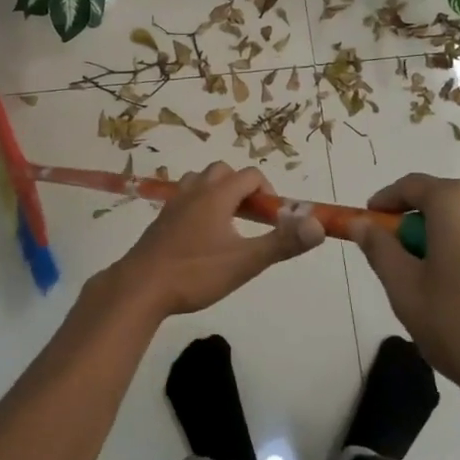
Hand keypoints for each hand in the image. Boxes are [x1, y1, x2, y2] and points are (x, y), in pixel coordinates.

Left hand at [101, 163, 325, 319]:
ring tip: (229, 225)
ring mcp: (174, 203)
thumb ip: (282, 243)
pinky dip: (200, 205)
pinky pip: (186, 198)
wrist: (141, 287)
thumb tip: (319, 225)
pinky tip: (202, 237)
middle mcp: (195, 190)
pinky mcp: (161, 219)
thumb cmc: (195, 273)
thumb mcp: (245, 262)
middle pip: (224, 172)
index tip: (274, 220)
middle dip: (243, 188)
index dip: (268, 192)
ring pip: (201, 181)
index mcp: (217, 194)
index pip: (251, 176)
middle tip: (252, 220)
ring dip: (219, 193)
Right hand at [353, 174, 459, 444]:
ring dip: (440, 241)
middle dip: (412, 226)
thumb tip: (361, 222)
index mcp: (457, 203)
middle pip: (438, 202)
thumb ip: (379, 247)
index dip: (383, 204)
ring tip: (430, 285)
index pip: (409, 186)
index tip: (366, 226)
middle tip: (395, 264)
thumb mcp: (405, 288)